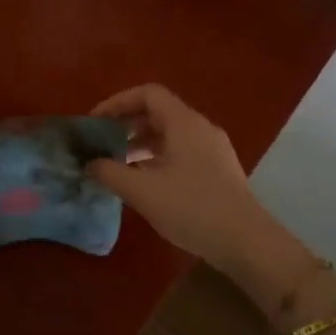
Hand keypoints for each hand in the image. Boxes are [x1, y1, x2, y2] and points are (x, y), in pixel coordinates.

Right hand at [86, 84, 281, 270]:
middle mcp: (200, 128)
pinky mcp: (218, 170)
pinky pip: (181, 151)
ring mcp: (212, 149)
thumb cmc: (192, 208)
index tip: (95, 122)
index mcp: (183, 122)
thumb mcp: (142, 191)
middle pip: (158, 112)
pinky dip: (158, 158)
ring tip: (117, 165)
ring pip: (170, 134)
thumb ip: (110, 172)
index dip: (117, 102)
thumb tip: (89, 164)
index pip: (148, 94)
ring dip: (141, 144)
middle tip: (101, 144)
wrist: (246, 241)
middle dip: (126, 124)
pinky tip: (144, 183)